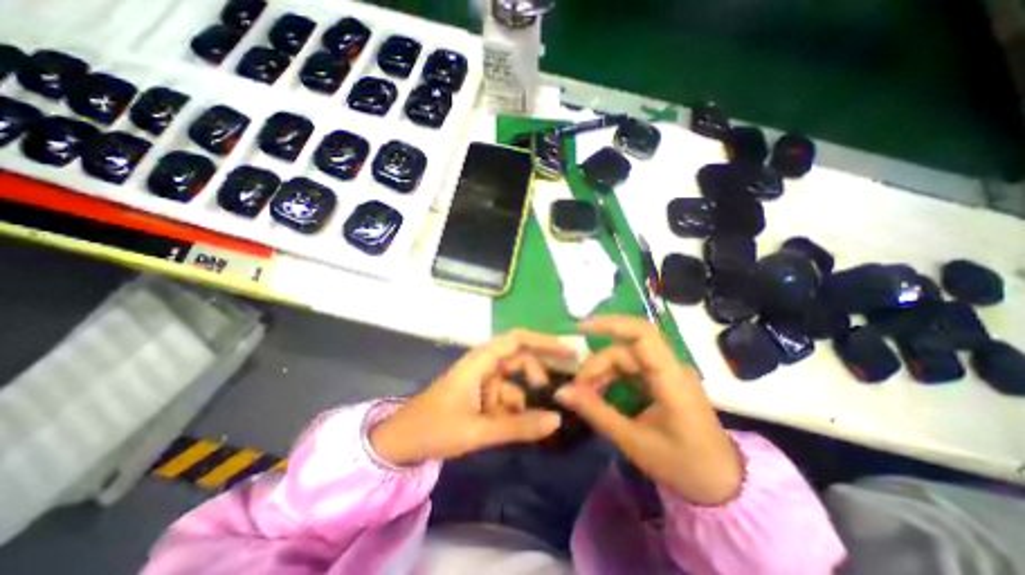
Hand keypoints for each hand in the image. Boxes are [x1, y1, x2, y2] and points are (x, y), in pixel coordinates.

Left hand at [371, 329, 575, 463]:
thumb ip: (518, 426)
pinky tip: (518, 425)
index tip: (568, 350)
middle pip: (519, 358)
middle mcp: (484, 364)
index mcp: (480, 361)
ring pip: (514, 381)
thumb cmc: (434, 428)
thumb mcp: (478, 430)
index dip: (544, 341)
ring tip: (540, 419)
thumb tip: (558, 420)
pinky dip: (515, 409)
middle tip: (561, 390)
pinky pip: (506, 396)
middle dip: (539, 373)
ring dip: (526, 398)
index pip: (517, 340)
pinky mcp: (481, 394)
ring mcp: (482, 379)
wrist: (401, 443)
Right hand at [553, 318, 745, 505]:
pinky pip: (631, 371)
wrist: (723, 486)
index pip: (642, 334)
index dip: (610, 324)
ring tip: (585, 395)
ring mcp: (666, 374)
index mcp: (671, 378)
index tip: (579, 329)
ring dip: (602, 372)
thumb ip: (595, 412)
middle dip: (597, 364)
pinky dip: (611, 379)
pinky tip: (600, 395)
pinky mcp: (662, 382)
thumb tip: (560, 391)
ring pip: (625, 359)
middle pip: (625, 350)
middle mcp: (670, 367)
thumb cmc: (683, 465)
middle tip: (576, 389)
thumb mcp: (633, 441)